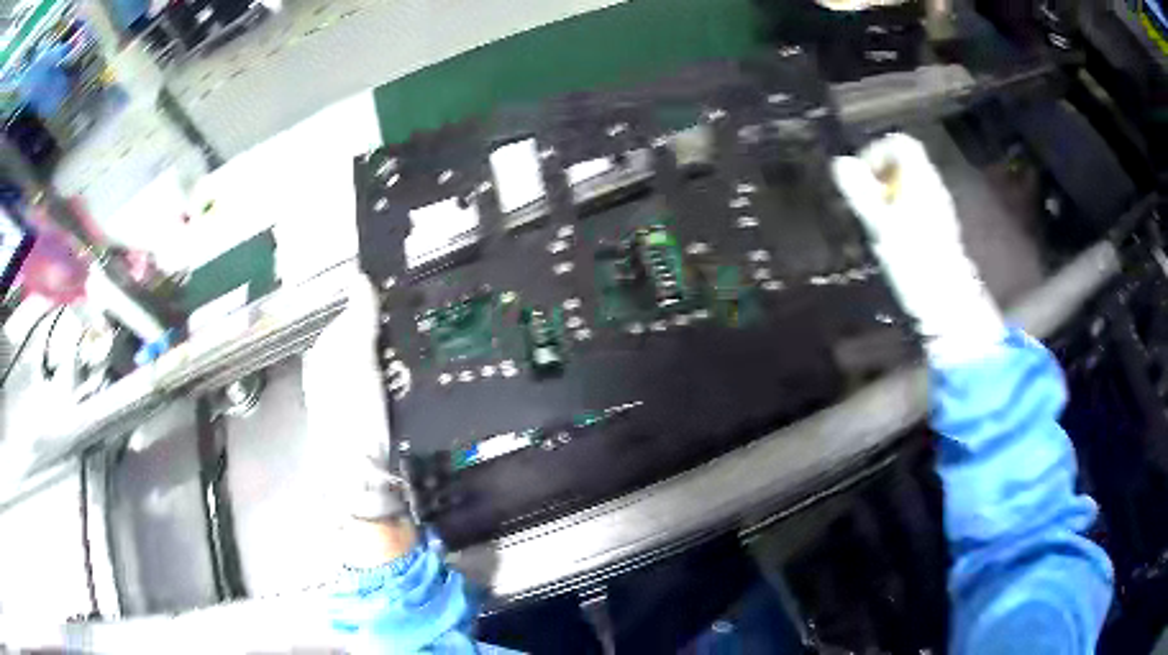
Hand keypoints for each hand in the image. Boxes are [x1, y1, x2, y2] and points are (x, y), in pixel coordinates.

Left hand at [303, 268, 417, 562]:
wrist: (358, 479)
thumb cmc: (353, 416)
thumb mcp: (357, 362)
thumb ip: (358, 320)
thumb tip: (359, 274)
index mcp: (323, 353)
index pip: (351, 315)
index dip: (377, 311)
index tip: (405, 310)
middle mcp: (327, 370)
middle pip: (361, 339)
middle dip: (386, 337)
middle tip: (413, 341)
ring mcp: (342, 395)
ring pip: (371, 361)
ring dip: (392, 359)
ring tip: (414, 364)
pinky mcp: (359, 414)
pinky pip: (377, 383)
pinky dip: (392, 381)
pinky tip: (404, 389)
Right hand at [832, 133, 1004, 364]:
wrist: (947, 301)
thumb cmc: (914, 261)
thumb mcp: (880, 225)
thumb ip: (860, 192)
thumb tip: (839, 163)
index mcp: (920, 179)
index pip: (900, 143)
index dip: (876, 152)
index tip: (861, 178)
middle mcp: (932, 186)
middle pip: (904, 162)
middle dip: (879, 175)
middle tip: (864, 201)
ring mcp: (938, 206)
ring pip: (910, 183)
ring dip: (888, 193)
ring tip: (875, 220)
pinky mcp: (939, 226)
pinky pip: (916, 203)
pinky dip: (899, 209)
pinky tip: (892, 235)